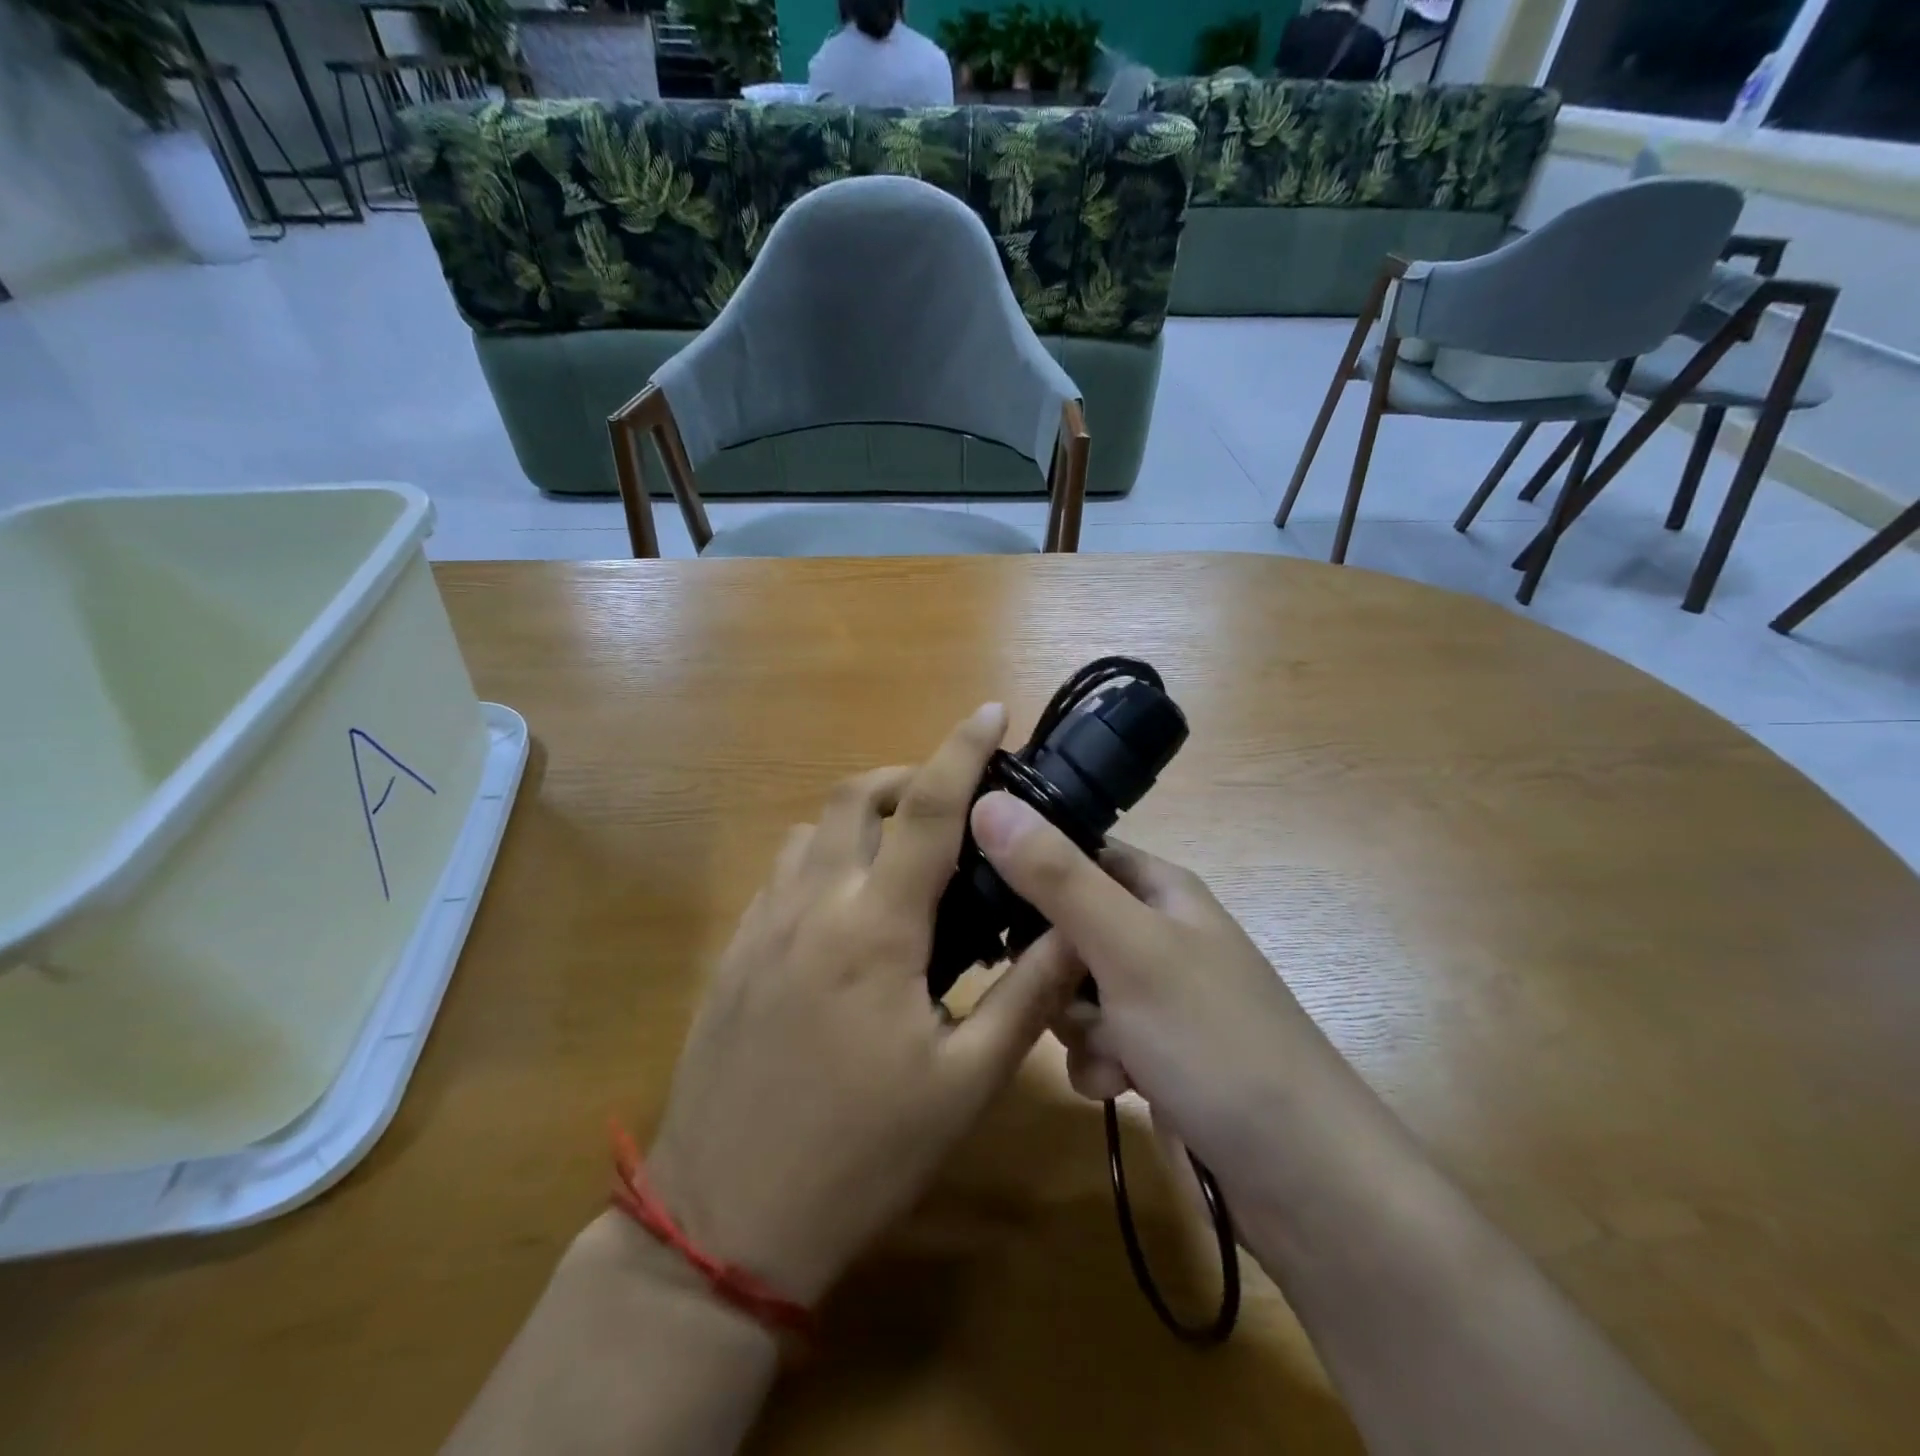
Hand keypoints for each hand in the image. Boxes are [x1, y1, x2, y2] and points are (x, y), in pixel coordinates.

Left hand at [644, 708, 1081, 1306]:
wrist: (724, 1221)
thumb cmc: (859, 1155)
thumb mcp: (963, 1086)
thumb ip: (1026, 997)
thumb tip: (1073, 928)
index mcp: (875, 928)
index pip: (926, 808)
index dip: (961, 750)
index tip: (991, 713)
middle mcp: (812, 905)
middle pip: (853, 797)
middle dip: (906, 776)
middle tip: (951, 801)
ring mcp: (762, 926)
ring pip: (812, 831)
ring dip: (860, 817)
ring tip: (903, 852)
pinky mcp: (735, 955)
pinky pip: (782, 873)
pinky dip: (822, 857)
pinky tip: (847, 907)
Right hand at [968, 792, 1359, 1185]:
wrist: (1306, 1184)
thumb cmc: (1216, 1042)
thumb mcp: (1128, 948)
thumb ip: (1056, 877)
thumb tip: (987, 800)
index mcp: (1159, 890)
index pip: (1074, 852)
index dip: (1028, 868)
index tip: (980, 898)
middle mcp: (1157, 936)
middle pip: (1064, 929)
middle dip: (1051, 969)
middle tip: (1056, 992)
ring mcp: (1157, 1000)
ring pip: (1072, 992)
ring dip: (1075, 1026)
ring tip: (1111, 1053)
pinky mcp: (1155, 1057)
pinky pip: (1094, 1045)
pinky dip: (1099, 1066)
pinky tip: (1123, 1090)